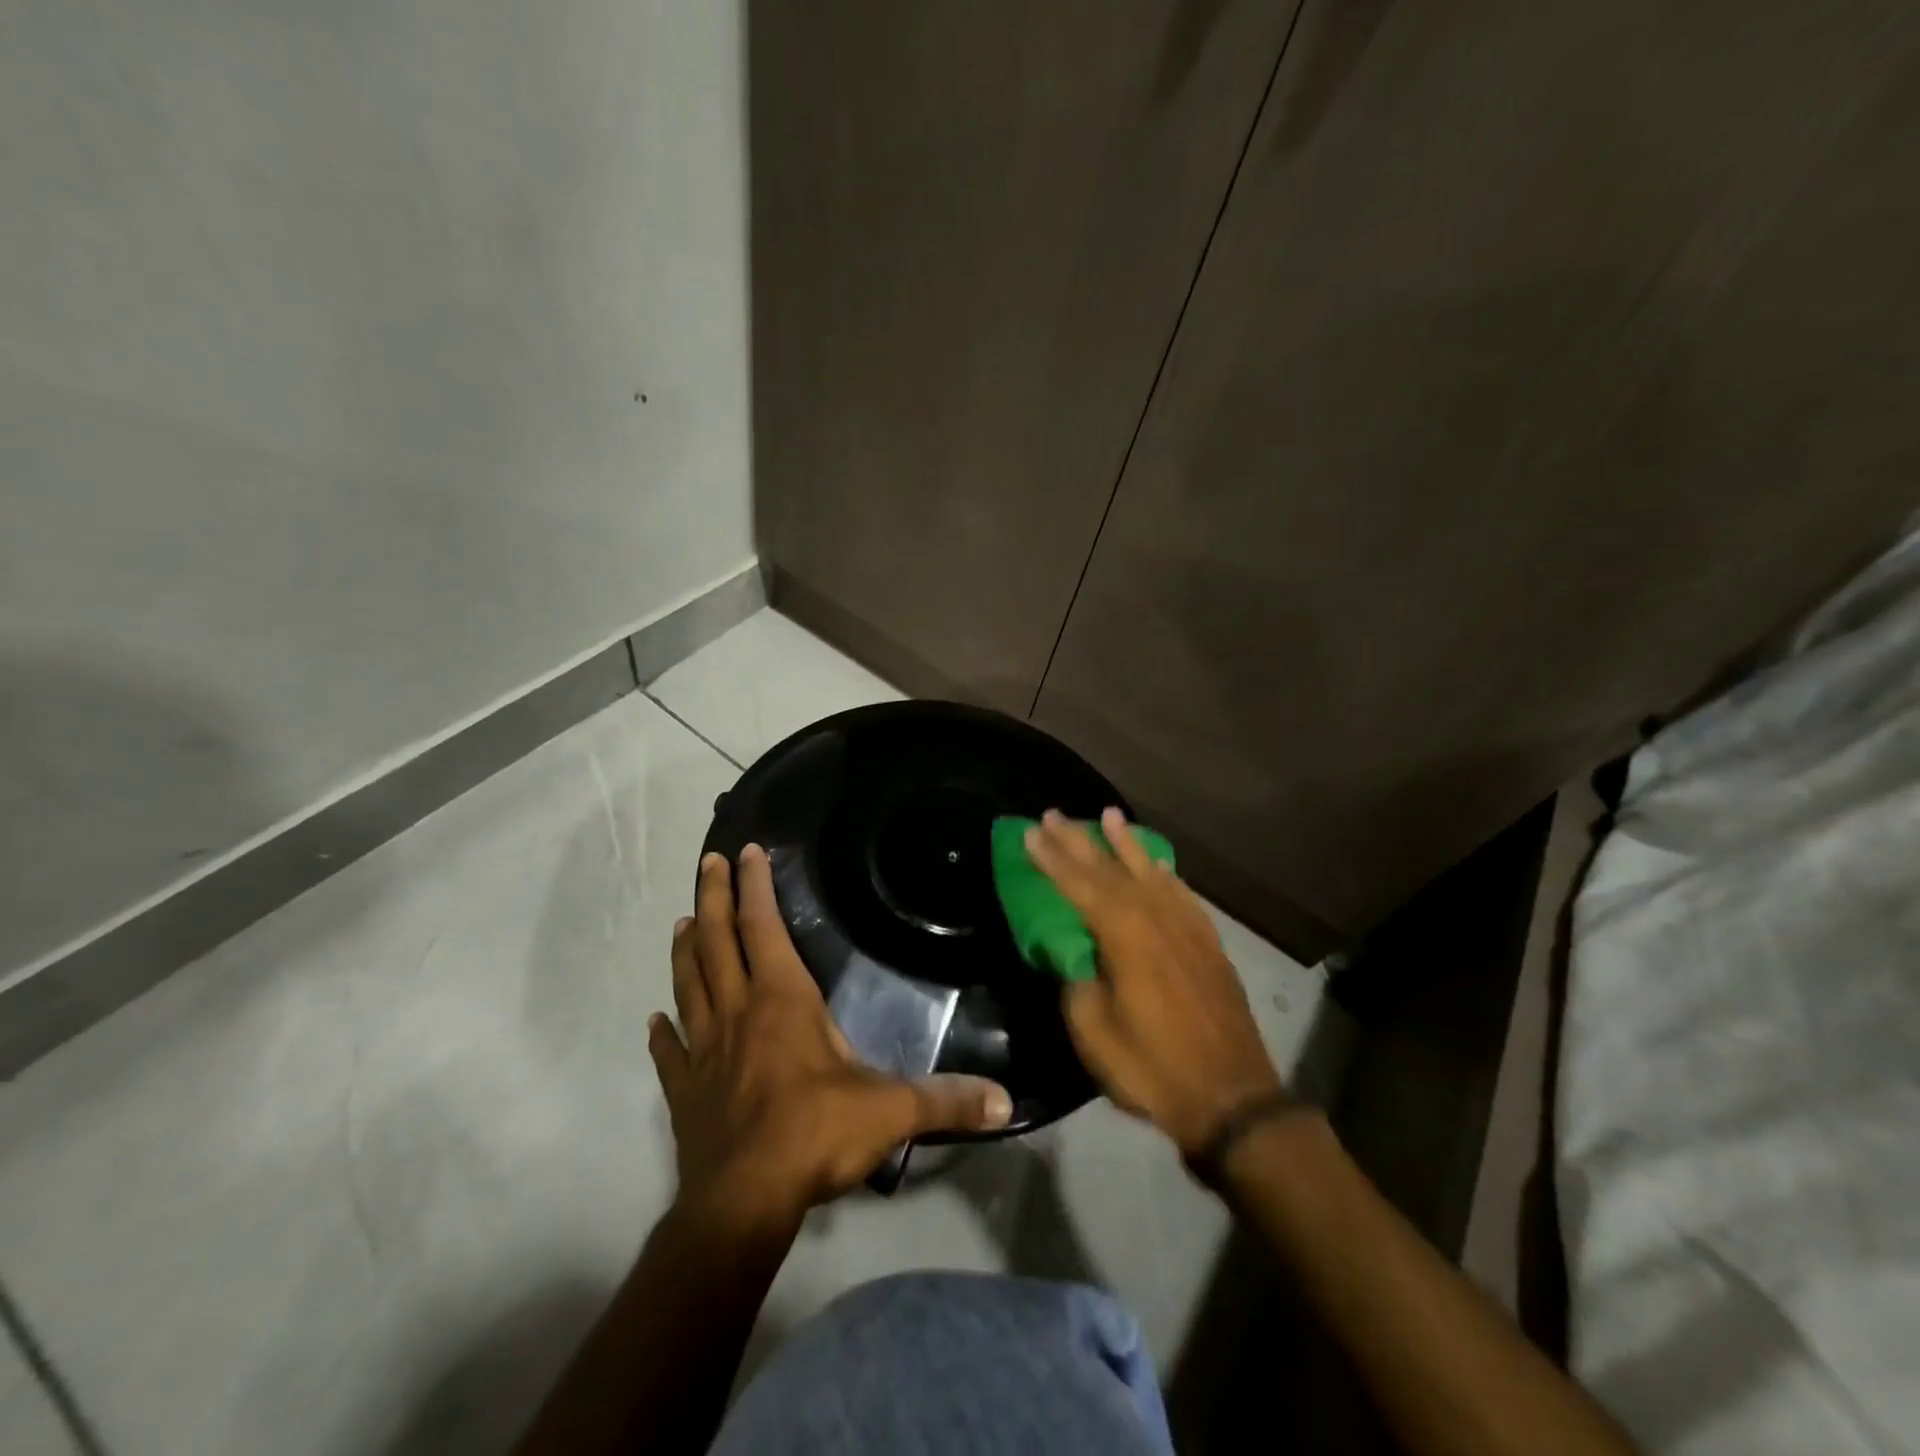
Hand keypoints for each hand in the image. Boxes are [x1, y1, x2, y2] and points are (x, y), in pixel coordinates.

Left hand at [649, 843, 1012, 1228]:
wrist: (742, 1204)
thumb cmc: (814, 1136)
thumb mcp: (890, 1111)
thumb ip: (946, 1099)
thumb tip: (1005, 1101)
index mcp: (782, 1001)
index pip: (765, 928)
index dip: (756, 887)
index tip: (748, 852)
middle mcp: (738, 1013)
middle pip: (717, 942)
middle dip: (714, 897)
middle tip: (709, 861)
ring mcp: (704, 1051)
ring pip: (690, 985)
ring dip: (686, 951)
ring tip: (683, 922)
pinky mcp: (685, 1091)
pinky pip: (670, 1053)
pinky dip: (662, 1034)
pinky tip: (656, 1021)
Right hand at [1026, 808, 1285, 1156]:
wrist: (1232, 1098)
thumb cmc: (1154, 1067)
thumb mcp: (1095, 1032)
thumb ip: (1078, 982)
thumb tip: (1075, 955)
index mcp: (1124, 934)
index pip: (1078, 884)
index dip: (1051, 858)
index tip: (1029, 831)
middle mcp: (1156, 917)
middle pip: (1111, 869)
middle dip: (1079, 840)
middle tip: (1054, 814)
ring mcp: (1187, 927)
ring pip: (1149, 871)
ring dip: (1125, 843)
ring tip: (1108, 816)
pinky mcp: (1208, 943)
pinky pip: (1180, 893)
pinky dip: (1162, 872)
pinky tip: (1156, 865)